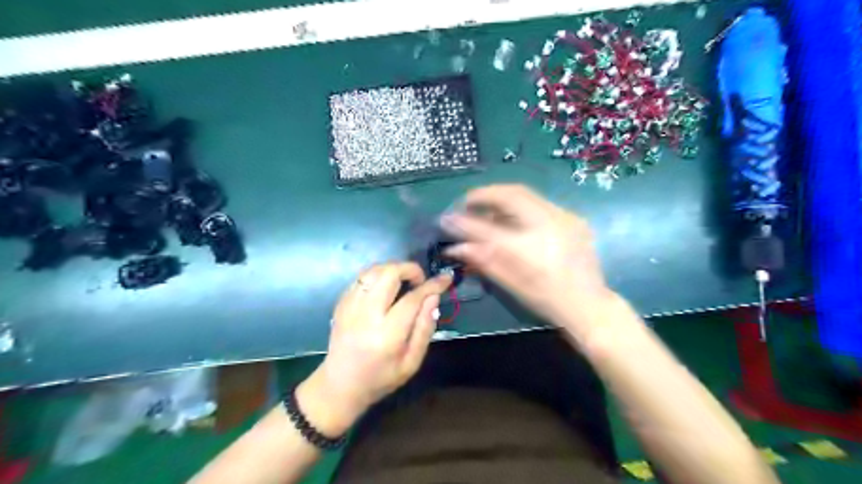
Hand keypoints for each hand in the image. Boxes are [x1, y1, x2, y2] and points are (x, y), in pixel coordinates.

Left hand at [299, 263, 452, 436]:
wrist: (340, 385)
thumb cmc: (380, 378)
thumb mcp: (411, 362)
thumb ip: (424, 328)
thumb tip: (434, 297)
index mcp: (387, 334)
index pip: (413, 298)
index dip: (432, 285)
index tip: (445, 278)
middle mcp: (366, 315)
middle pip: (389, 274)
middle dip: (410, 269)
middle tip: (419, 281)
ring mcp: (350, 306)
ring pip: (373, 270)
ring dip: (393, 269)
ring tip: (403, 282)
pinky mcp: (341, 303)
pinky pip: (361, 278)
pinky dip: (377, 276)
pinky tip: (384, 288)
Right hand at [440, 183, 616, 329]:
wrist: (590, 305)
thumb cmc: (547, 301)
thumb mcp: (511, 284)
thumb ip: (483, 261)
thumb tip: (455, 247)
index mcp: (530, 248)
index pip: (487, 228)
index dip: (463, 221)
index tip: (445, 218)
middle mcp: (548, 224)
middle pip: (509, 194)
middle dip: (483, 195)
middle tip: (466, 204)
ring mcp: (564, 217)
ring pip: (525, 194)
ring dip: (500, 199)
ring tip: (485, 211)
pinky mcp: (572, 218)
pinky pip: (538, 203)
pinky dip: (518, 206)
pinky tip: (511, 219)